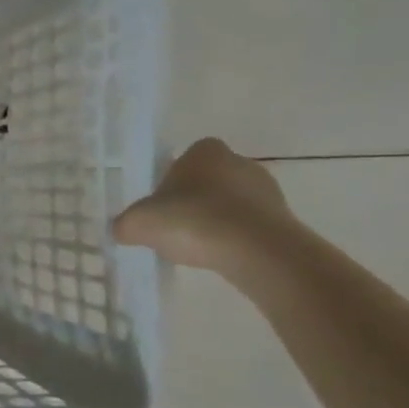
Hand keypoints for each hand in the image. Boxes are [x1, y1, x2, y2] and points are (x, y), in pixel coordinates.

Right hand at [112, 137, 295, 275]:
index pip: (184, 159)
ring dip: (216, 220)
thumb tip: (123, 229)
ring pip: (230, 203)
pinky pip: (249, 225)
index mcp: (205, 151)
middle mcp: (240, 161)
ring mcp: (267, 190)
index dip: (170, 181)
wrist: (256, 251)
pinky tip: (221, 256)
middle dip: (194, 201)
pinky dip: (235, 238)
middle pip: (208, 180)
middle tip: (175, 227)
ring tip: (198, 247)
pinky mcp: (285, 219)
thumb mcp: (139, 223)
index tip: (161, 205)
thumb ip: (125, 223)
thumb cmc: (193, 221)